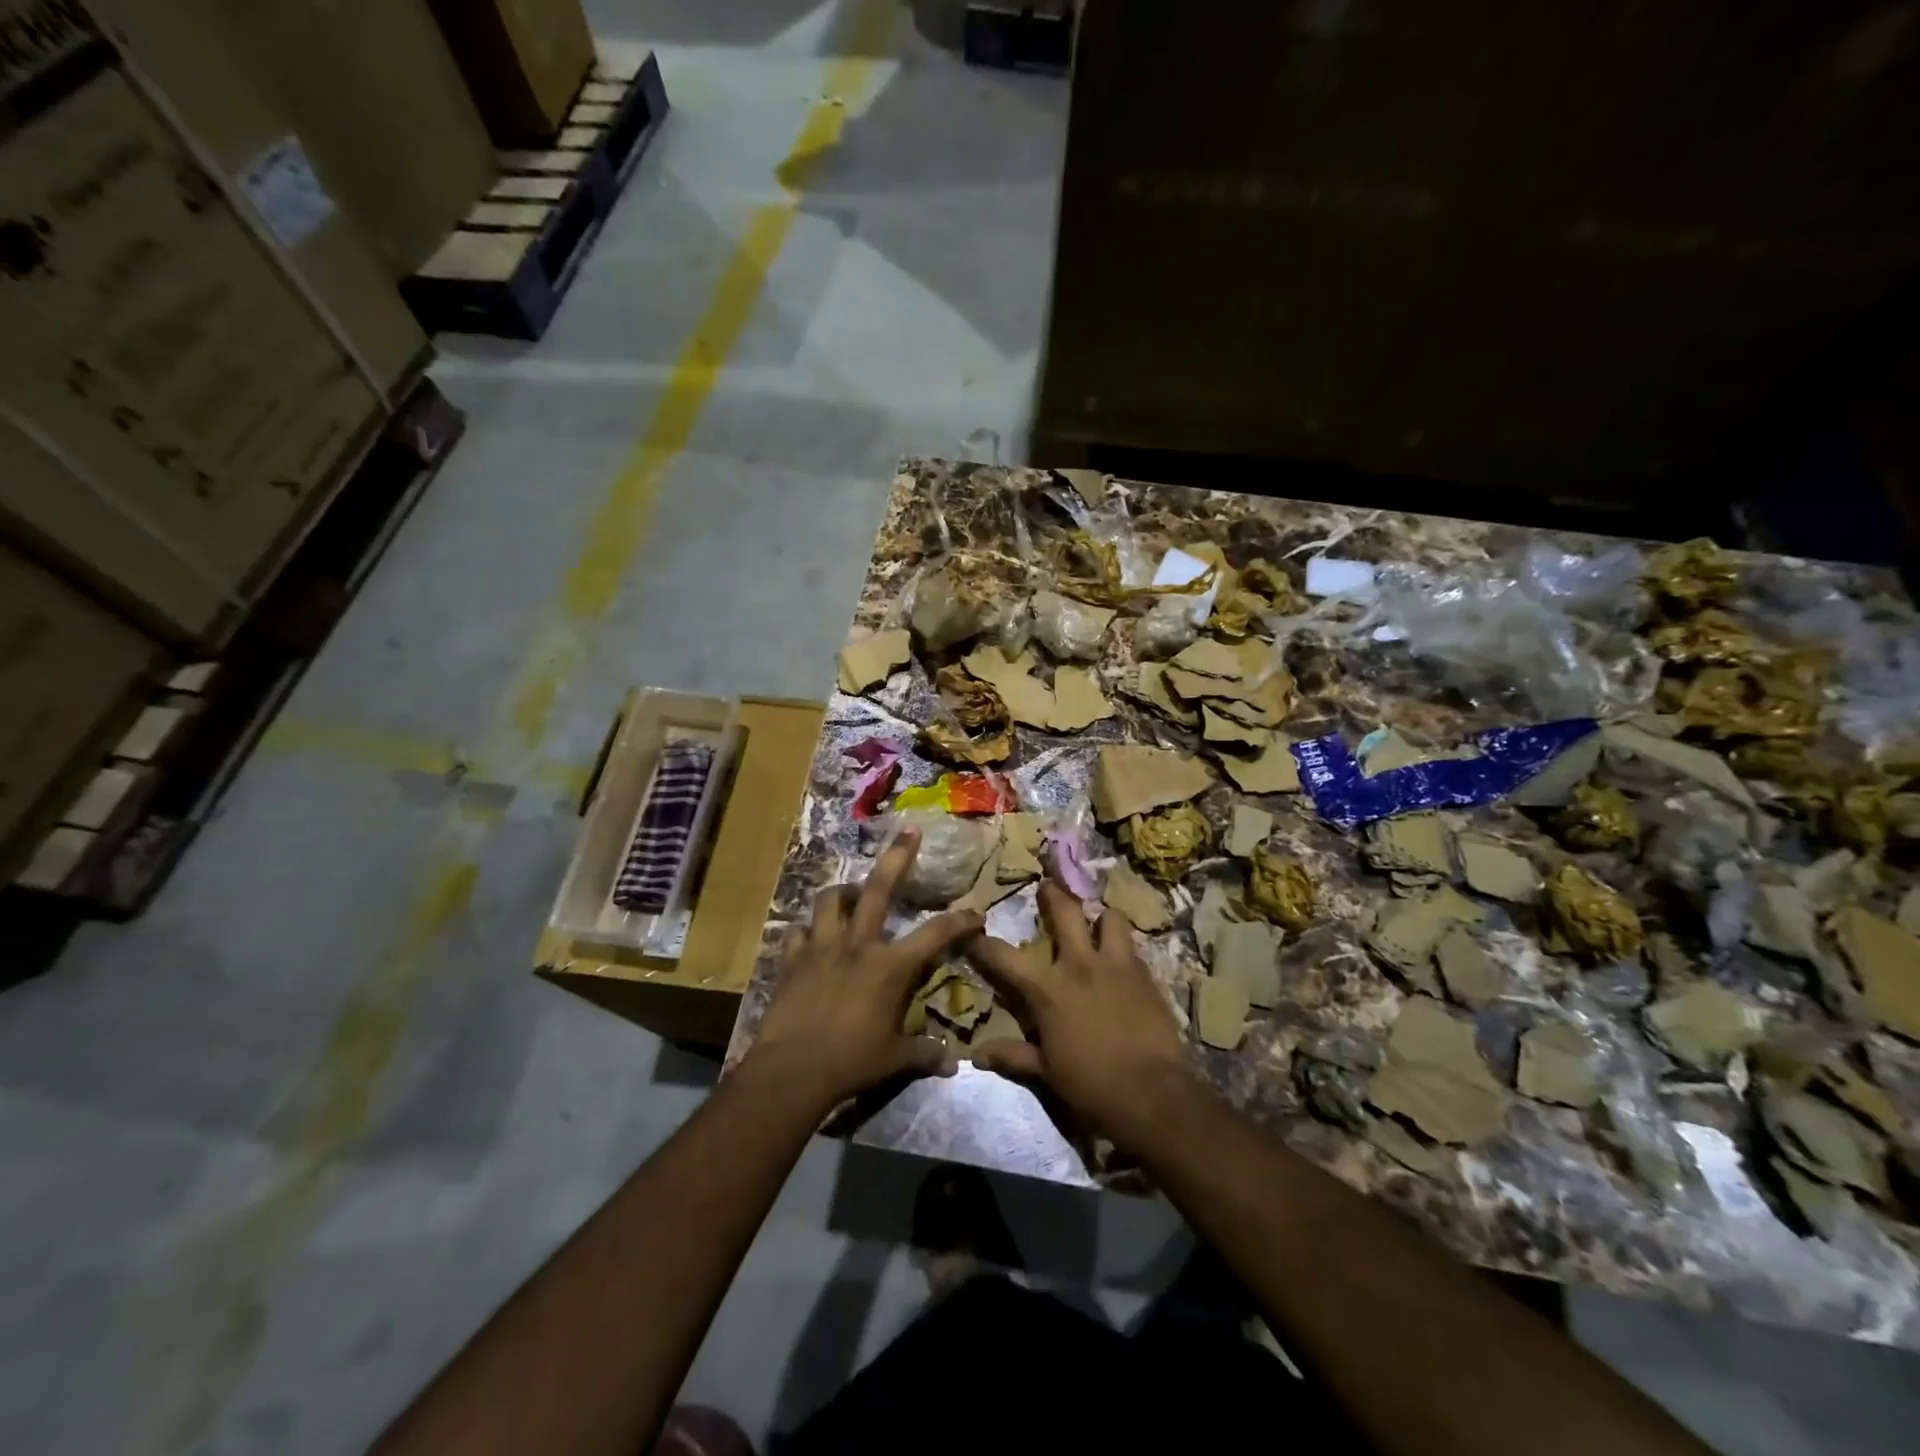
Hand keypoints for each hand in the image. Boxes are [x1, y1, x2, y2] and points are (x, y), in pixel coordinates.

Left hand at [746, 829, 980, 1115]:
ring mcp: (821, 947)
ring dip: (843, 892)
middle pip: (878, 889)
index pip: (935, 934)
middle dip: (897, 857)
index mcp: (889, 967)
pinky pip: (796, 932)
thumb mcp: (894, 1059)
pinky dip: (806, 931)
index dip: (960, 921)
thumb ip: (924, 1053)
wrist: (791, 1071)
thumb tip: (953, 1063)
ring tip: (851, 894)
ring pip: (830, 900)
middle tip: (909, 831)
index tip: (976, 914)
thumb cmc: (850, 1063)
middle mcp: (857, 945)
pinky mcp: (791, 959)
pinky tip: (810, 936)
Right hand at [965, 883, 1195, 1149]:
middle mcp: (1080, 966)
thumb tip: (977, 1056)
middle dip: (1052, 895)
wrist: (1155, 1095)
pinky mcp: (1147, 975)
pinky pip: (1133, 946)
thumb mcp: (1047, 1074)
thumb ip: (1014, 1056)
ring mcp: (1117, 965)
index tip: (971, 931)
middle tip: (1047, 886)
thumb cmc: (1092, 1086)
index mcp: (1048, 990)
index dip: (983, 943)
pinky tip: (1122, 959)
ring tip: (1098, 923)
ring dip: (1101, 918)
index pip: (1004, 957)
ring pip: (1110, 918)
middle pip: (1065, 912)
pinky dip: (1123, 946)